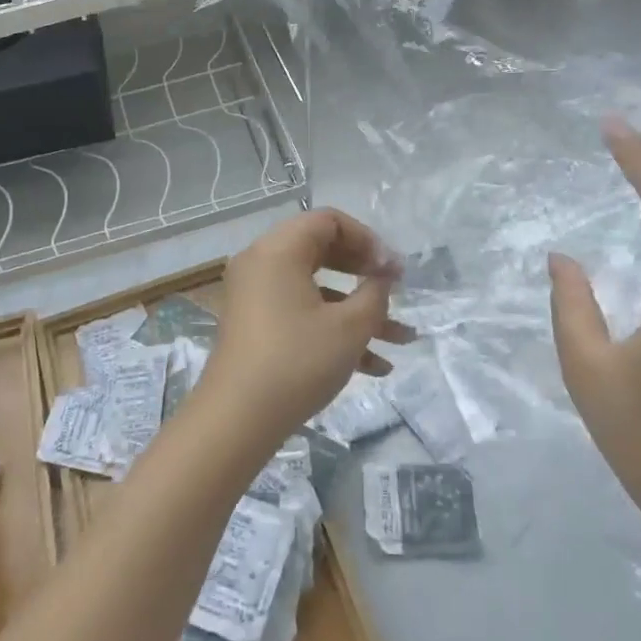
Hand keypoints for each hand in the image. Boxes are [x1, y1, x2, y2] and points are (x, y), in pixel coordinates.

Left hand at [200, 209, 408, 447]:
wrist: (238, 419)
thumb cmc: (297, 361)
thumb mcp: (349, 327)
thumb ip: (375, 293)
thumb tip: (382, 278)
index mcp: (279, 249)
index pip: (328, 221)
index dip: (368, 240)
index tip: (393, 270)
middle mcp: (262, 263)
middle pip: (322, 251)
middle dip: (365, 274)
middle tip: (396, 291)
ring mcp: (255, 296)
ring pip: (317, 290)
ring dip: (359, 311)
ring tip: (402, 339)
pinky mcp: (256, 325)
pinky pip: (301, 312)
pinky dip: (333, 329)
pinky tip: (375, 366)